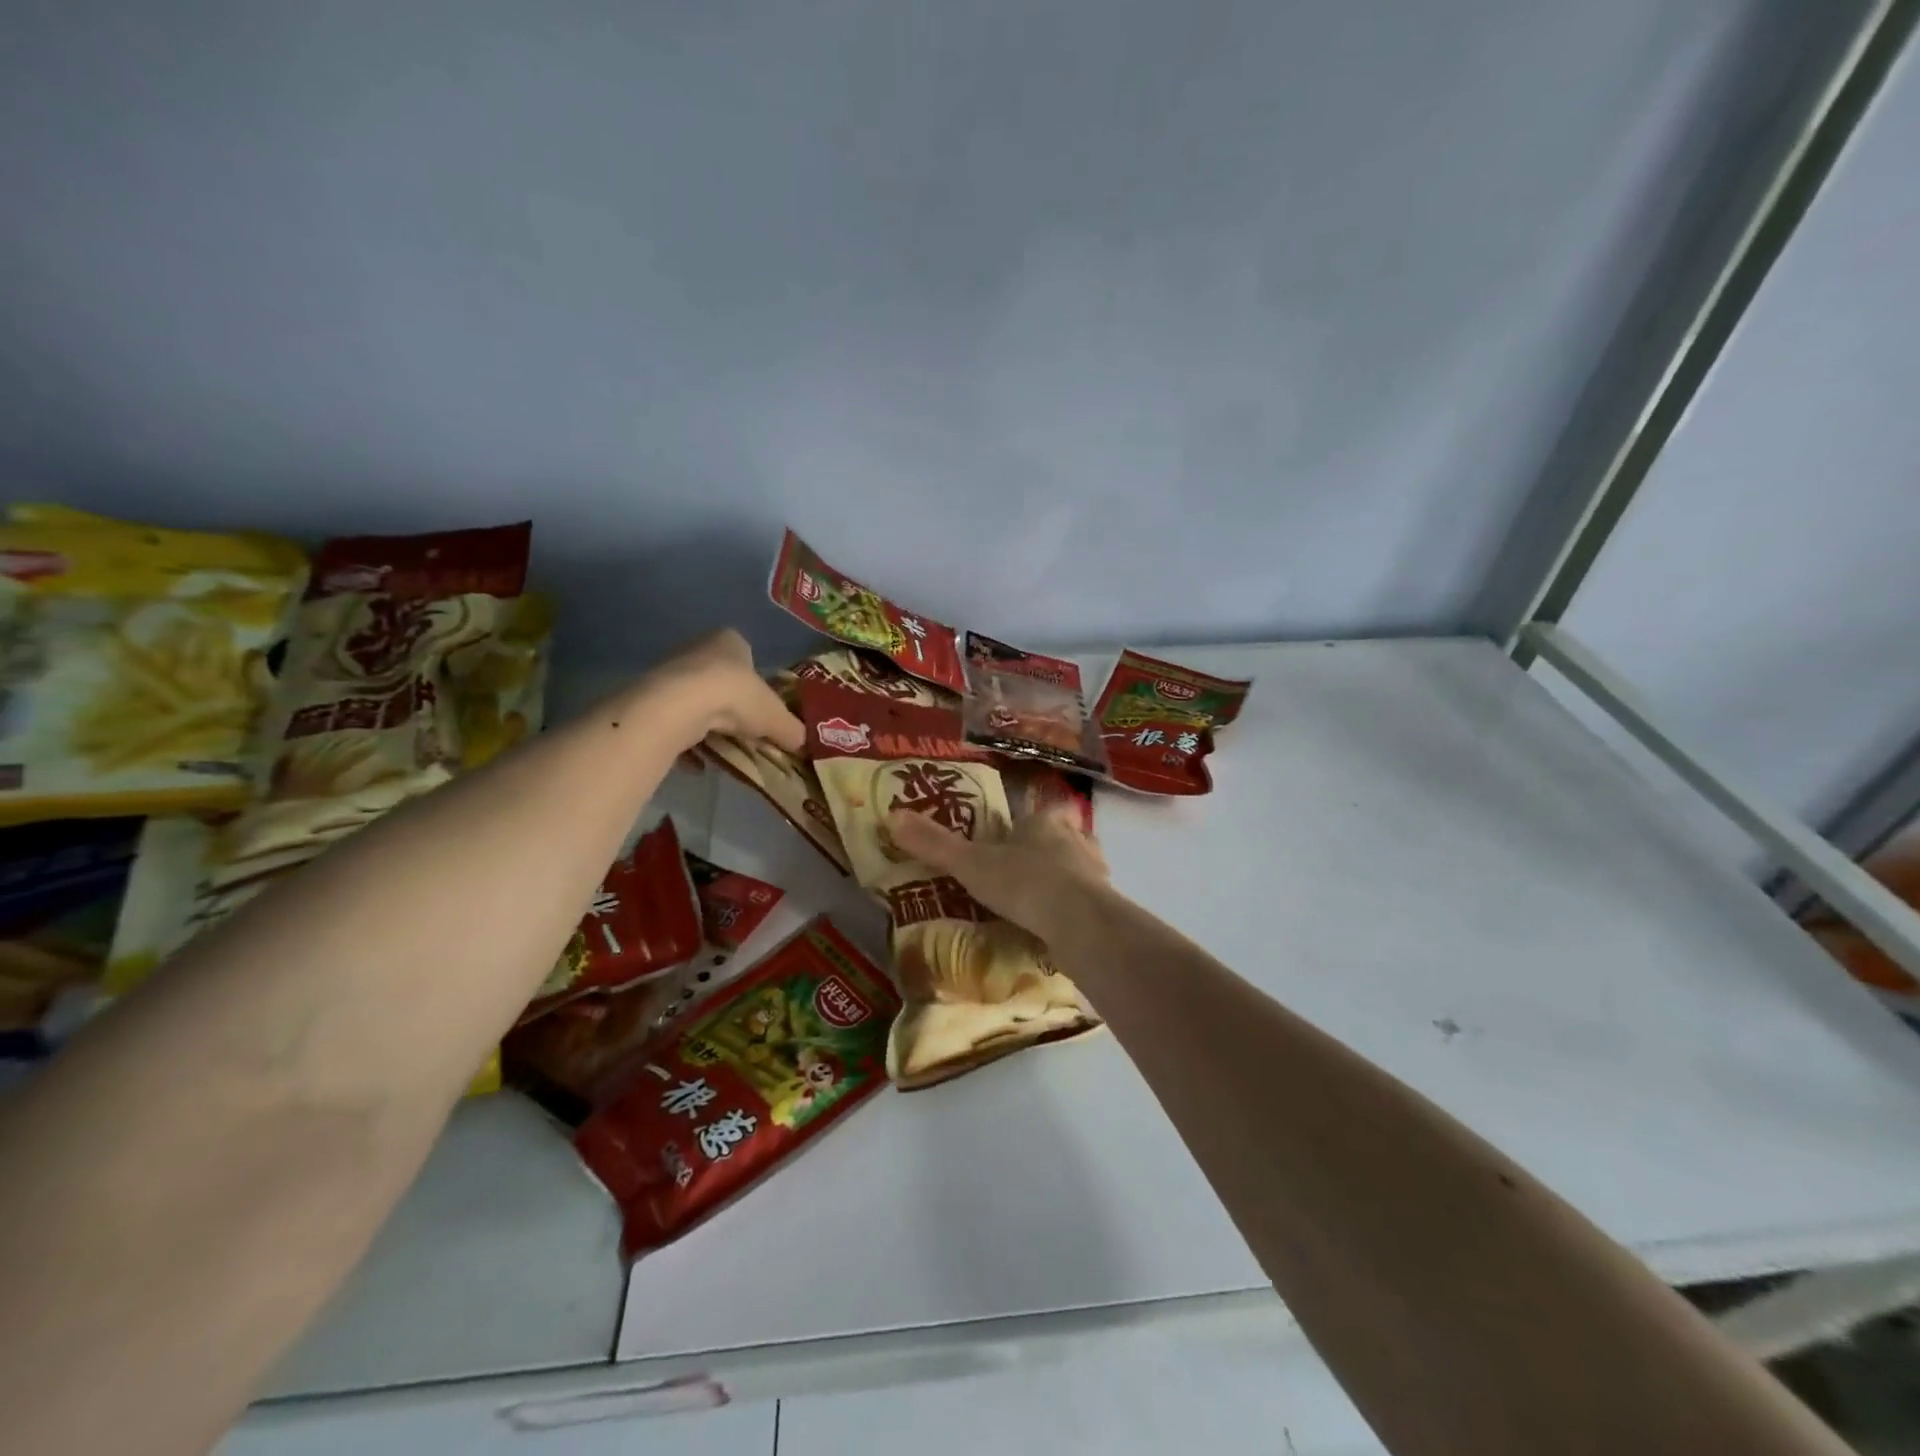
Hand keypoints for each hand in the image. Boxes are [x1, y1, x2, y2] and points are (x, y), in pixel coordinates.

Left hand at [640, 630, 804, 753]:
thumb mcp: (776, 717)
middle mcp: (697, 649)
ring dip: (707, 726)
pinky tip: (697, 763)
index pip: (745, 655)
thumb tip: (802, 742)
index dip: (754, 681)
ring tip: (722, 750)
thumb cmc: (738, 696)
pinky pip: (674, 722)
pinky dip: (685, 743)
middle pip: (718, 679)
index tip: (760, 707)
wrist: (683, 706)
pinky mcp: (653, 698)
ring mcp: (671, 673)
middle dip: (730, 706)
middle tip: (743, 732)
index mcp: (729, 641)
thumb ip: (791, 728)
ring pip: (695, 701)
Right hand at [887, 804, 1110, 942]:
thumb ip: (934, 844)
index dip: (1026, 826)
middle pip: (1063, 839)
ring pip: (1079, 870)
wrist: (1079, 923)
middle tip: (1022, 875)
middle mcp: (1077, 839)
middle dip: (1047, 853)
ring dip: (1064, 882)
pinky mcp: (1107, 905)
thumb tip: (891, 815)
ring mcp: (1096, 873)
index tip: (1011, 842)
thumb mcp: (970, 864)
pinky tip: (1058, 928)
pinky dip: (1074, 911)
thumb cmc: (1023, 882)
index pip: (1038, 815)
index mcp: (1045, 822)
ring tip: (1039, 904)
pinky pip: (1088, 903)